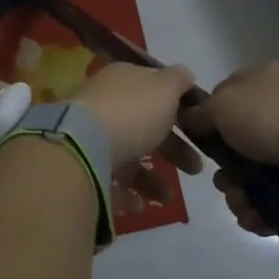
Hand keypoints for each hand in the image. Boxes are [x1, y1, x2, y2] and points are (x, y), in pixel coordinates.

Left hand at [71, 62, 203, 208]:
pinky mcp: (81, 165)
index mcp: (123, 80)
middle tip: (196, 168)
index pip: (152, 89)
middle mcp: (105, 105)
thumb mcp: (164, 88)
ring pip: (127, 155)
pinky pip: (108, 179)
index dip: (176, 106)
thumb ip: (178, 80)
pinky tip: (139, 204)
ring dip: (151, 179)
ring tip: (167, 197)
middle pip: (144, 126)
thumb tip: (185, 73)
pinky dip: (126, 193)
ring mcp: (91, 135)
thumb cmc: (131, 112)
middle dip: (173, 149)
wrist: (82, 146)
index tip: (198, 127)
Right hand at [183, 62, 278, 232]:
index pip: (227, 95)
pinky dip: (265, 208)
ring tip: (244, 206)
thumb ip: (201, 112)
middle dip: (227, 169)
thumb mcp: (223, 106)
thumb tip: (191, 117)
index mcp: (266, 78)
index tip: (201, 142)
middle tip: (225, 183)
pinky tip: (259, 217)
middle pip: (241, 142)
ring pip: (258, 172)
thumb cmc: (271, 116)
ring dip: (242, 194)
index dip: (209, 119)